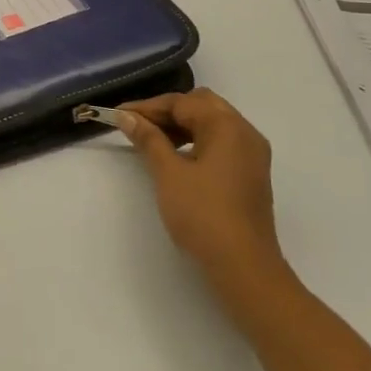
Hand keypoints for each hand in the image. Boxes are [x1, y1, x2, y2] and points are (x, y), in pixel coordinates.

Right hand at [116, 88, 291, 299]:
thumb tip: (127, 116)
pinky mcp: (251, 175)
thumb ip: (148, 139)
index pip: (182, 102)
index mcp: (227, 126)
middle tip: (137, 125)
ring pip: (212, 124)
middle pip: (201, 105)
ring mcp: (252, 155)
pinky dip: (197, 142)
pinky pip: (221, 143)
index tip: (119, 115)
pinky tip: (177, 158)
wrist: (244, 268)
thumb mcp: (168, 173)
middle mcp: (245, 133)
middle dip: (167, 112)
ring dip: (182, 126)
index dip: (148, 107)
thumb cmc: (203, 215)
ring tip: (152, 141)